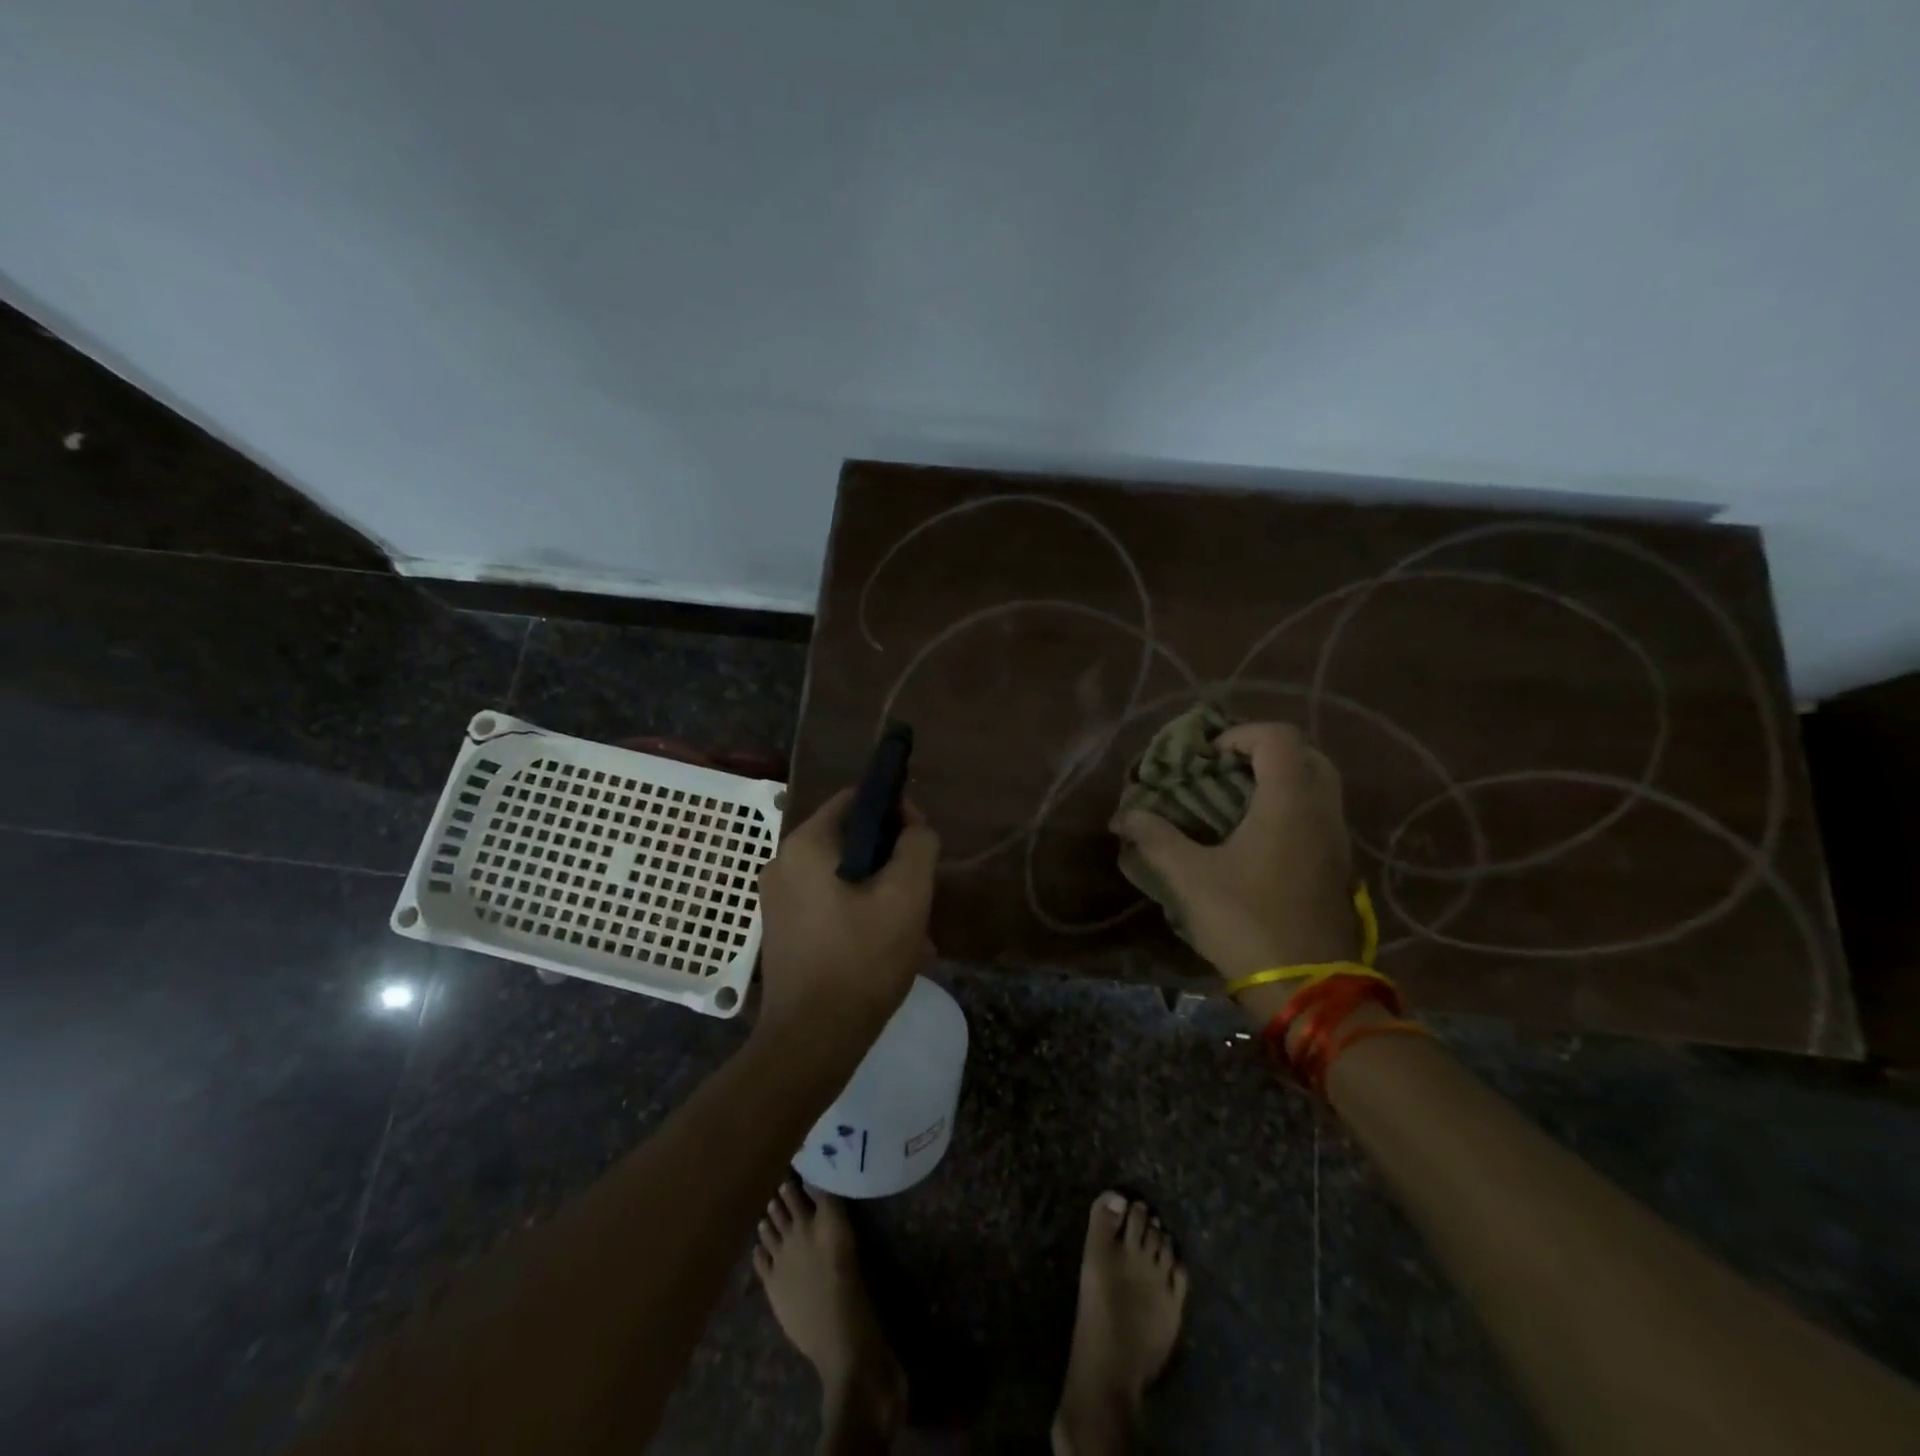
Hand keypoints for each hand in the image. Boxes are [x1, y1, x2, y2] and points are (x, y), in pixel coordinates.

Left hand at [755, 789, 939, 1037]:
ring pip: (843, 877)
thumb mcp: (907, 896)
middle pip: (850, 840)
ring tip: (915, 927)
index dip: (895, 811)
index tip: (922, 841)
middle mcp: (782, 864)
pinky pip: (830, 905)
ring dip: (881, 892)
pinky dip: (861, 914)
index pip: (854, 800)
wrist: (812, 1042)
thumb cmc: (861, 960)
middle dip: (892, 860)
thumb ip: (918, 846)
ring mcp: (778, 901)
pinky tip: (891, 948)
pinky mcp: (784, 932)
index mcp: (804, 846)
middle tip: (922, 889)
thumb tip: (916, 831)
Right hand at [1112, 721, 1356, 982]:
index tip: (1210, 758)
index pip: (1278, 737)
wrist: (1307, 988)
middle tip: (1228, 772)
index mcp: (1290, 802)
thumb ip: (1156, 838)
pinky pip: (1319, 816)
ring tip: (1237, 803)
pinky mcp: (1338, 868)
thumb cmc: (1247, 921)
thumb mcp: (1190, 877)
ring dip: (1280, 782)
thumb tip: (1124, 816)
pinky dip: (1291, 809)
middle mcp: (1321, 811)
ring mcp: (1337, 840)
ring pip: (1318, 787)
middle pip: (1307, 755)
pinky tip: (1256, 839)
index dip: (1241, 734)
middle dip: (1265, 753)